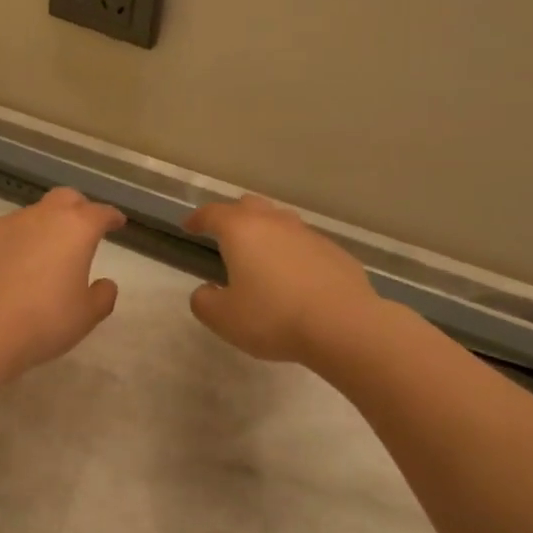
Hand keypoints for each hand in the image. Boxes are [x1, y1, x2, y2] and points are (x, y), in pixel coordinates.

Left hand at [0, 188, 125, 375]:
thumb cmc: (45, 321)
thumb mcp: (86, 315)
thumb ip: (102, 296)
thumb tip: (105, 284)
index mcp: (76, 229)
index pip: (100, 213)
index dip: (111, 217)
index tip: (116, 222)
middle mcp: (41, 216)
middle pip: (64, 198)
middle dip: (77, 208)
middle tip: (80, 229)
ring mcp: (5, 223)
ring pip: (30, 217)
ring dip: (40, 231)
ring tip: (38, 260)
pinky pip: (1, 235)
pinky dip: (10, 245)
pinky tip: (5, 271)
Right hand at [183, 195, 376, 363]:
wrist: (343, 325)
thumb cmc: (273, 317)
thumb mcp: (223, 318)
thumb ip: (204, 301)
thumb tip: (207, 290)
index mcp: (242, 231)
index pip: (212, 213)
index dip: (197, 219)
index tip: (189, 227)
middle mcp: (275, 223)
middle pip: (249, 206)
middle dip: (233, 216)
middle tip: (224, 234)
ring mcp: (309, 235)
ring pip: (281, 222)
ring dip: (266, 232)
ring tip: (260, 254)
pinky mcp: (335, 253)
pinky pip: (305, 245)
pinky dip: (292, 253)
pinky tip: (294, 277)